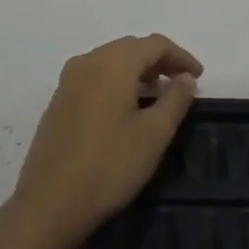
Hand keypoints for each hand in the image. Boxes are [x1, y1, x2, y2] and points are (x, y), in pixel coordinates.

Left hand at [10, 34, 203, 248]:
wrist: (49, 204)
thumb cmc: (109, 166)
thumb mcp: (154, 134)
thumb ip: (175, 99)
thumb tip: (185, 77)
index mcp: (112, 63)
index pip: (155, 44)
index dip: (181, 56)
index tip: (199, 77)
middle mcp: (87, 62)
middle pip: (131, 48)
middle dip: (159, 61)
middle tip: (181, 83)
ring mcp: (68, 82)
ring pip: (111, 62)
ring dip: (138, 71)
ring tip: (158, 95)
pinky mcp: (58, 102)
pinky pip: (95, 78)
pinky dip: (117, 83)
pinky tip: (127, 108)